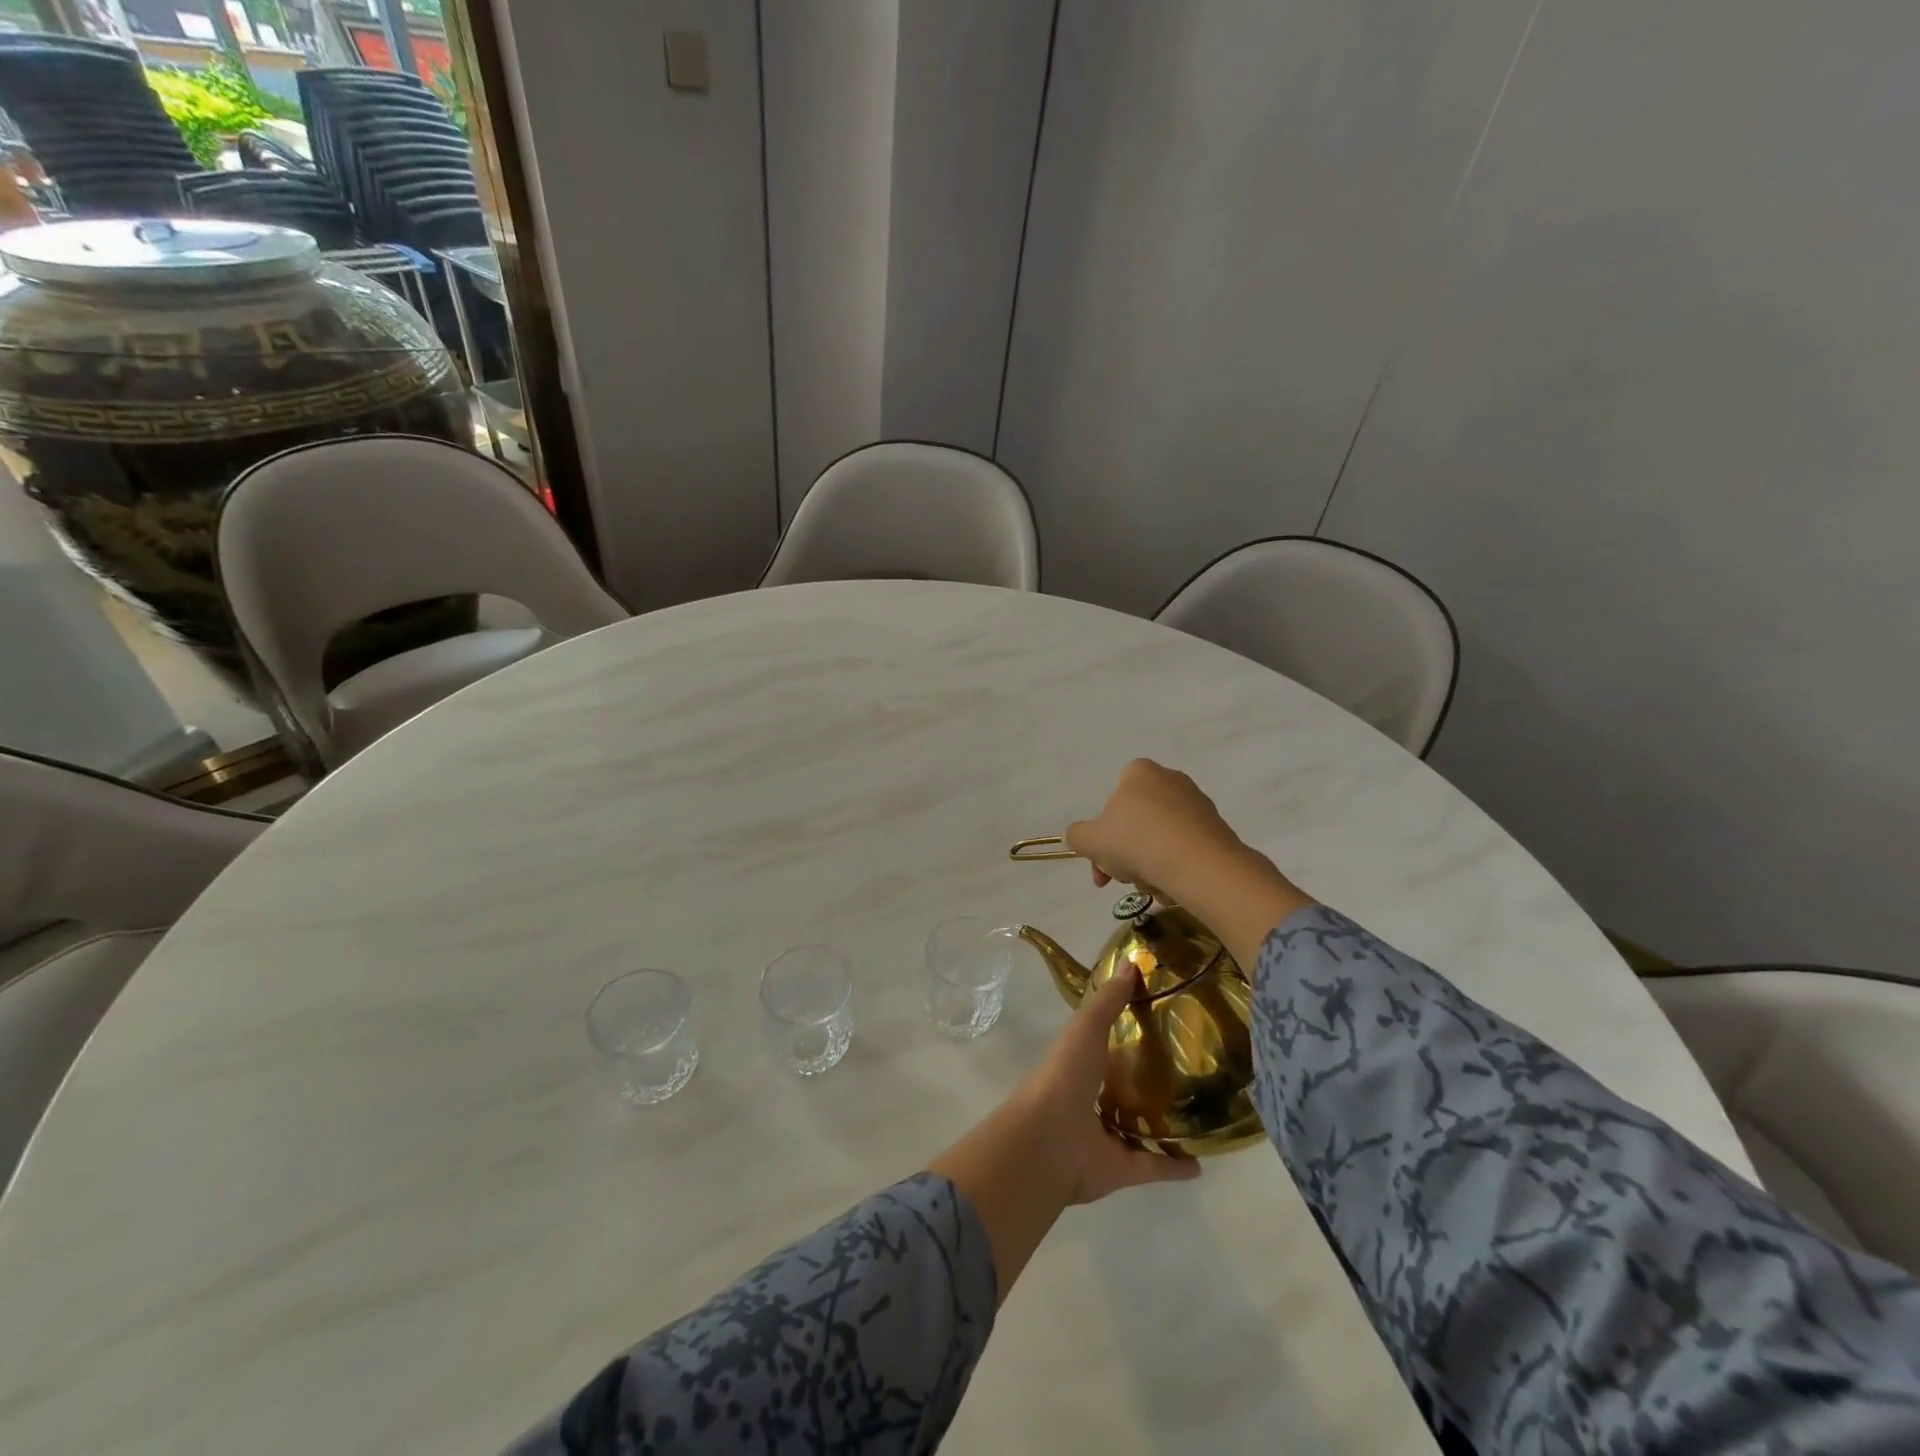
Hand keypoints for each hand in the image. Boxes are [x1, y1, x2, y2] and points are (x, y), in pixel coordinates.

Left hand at [1010, 963, 1201, 1205]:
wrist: (1048, 1141)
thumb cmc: (1065, 1075)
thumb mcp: (1087, 1027)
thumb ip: (1109, 999)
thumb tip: (1133, 961)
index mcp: (1079, 1064)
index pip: (1105, 1046)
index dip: (1127, 1035)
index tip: (1161, 1022)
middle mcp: (1089, 1100)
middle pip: (1122, 1089)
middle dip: (1146, 1082)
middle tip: (1188, 1070)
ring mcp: (1104, 1136)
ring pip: (1136, 1128)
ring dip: (1160, 1125)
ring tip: (1198, 1114)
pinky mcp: (1120, 1169)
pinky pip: (1152, 1166)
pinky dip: (1174, 1167)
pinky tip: (1202, 1164)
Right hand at [1066, 759, 1314, 973]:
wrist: (1200, 864)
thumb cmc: (1137, 841)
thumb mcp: (1090, 841)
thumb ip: (1077, 835)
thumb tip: (1078, 836)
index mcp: (1139, 773)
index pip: (1113, 797)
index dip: (1102, 832)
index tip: (1101, 860)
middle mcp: (1171, 780)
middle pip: (1136, 822)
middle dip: (1125, 854)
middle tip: (1120, 879)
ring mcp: (1198, 804)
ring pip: (1160, 839)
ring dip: (1148, 865)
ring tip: (1150, 886)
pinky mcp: (1217, 829)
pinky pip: (1185, 850)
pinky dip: (1175, 868)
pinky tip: (1172, 887)